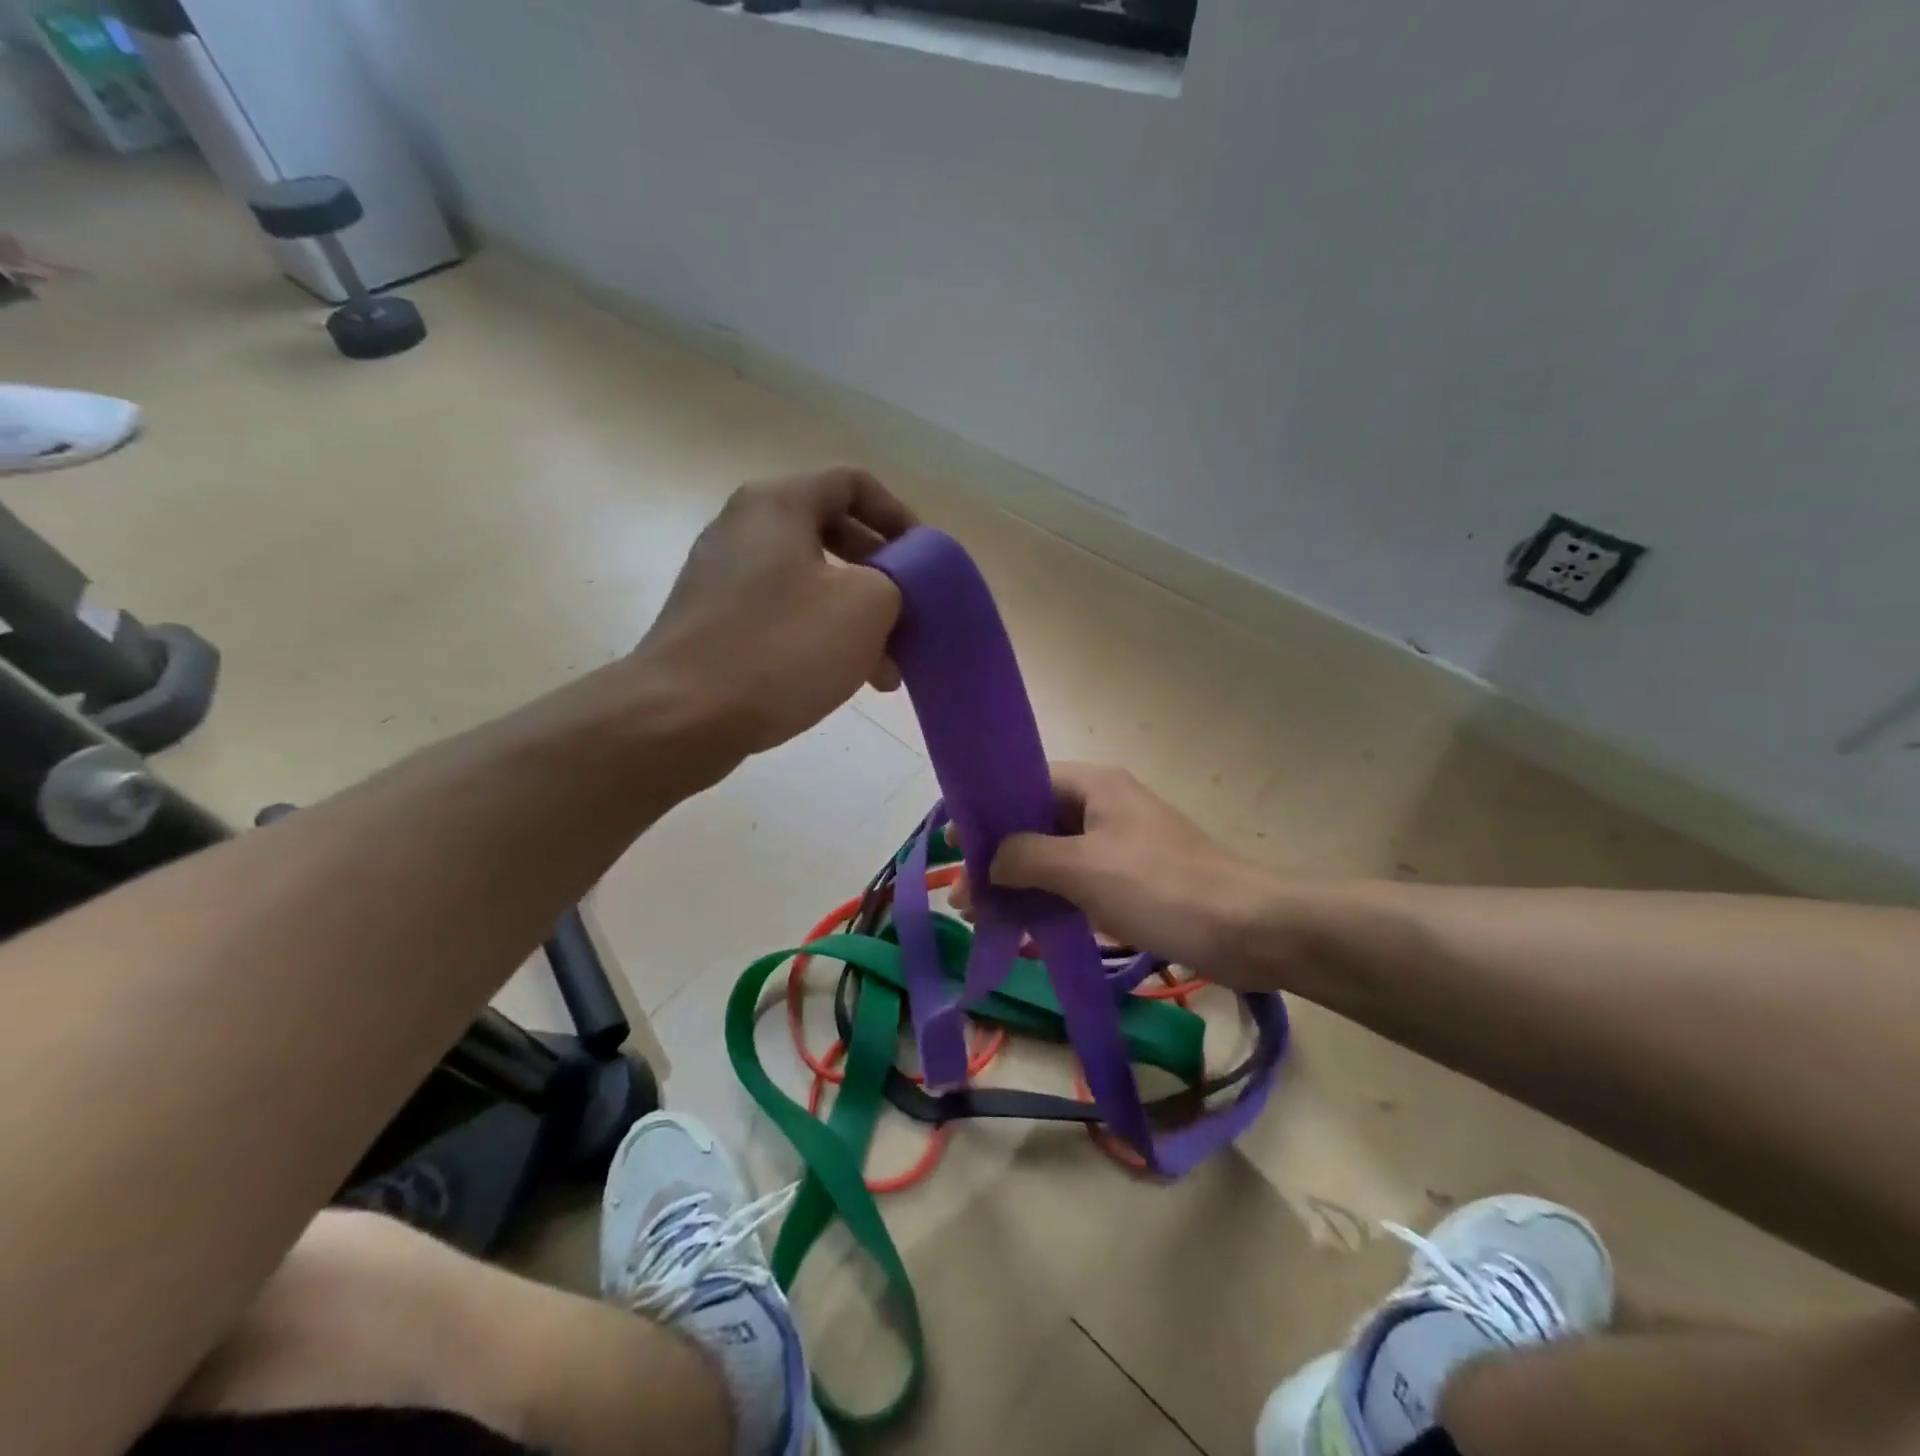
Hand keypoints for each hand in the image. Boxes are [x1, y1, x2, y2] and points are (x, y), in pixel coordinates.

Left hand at [636, 468, 915, 756]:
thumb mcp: (865, 606)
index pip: (855, 484)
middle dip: (883, 579)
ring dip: (857, 618)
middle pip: (835, 534)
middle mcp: (746, 528)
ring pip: (812, 583)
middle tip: (911, 618)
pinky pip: (784, 614)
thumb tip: (892, 586)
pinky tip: (847, 679)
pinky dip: (821, 637)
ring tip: (888, 669)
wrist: (681, 716)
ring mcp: (724, 576)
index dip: (900, 518)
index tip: (924, 564)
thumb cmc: (780, 649)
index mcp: (779, 504)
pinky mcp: (714, 621)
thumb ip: (899, 579)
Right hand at [954, 763, 1274, 986]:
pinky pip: (1075, 883)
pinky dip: (1047, 900)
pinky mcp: (1129, 881)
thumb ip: (1026, 857)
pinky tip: (1022, 925)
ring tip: (981, 916)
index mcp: (1095, 786)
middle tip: (962, 896)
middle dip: (996, 857)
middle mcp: (1103, 807)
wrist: (1248, 930)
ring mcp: (1117, 845)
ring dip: (1017, 882)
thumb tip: (990, 861)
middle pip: (1035, 823)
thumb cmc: (1161, 886)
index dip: (987, 811)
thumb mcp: (1084, 867)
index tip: (955, 845)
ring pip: (1053, 856)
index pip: (1025, 784)